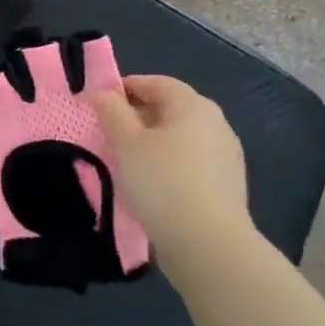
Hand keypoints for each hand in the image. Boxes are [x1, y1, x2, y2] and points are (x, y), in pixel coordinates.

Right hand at [88, 75, 254, 264]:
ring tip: (125, 160)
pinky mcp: (226, 186)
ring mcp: (225, 156)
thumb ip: (111, 112)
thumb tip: (101, 92)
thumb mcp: (126, 143)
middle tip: (108, 132)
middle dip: (138, 115)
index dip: (125, 87)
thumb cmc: (162, 181)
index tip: (98, 102)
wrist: (207, 243)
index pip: (156, 83)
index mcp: (193, 106)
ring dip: (153, 141)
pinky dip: (168, 164)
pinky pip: (190, 163)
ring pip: (180, 138)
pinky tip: (151, 184)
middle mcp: (215, 124)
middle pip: (171, 109)